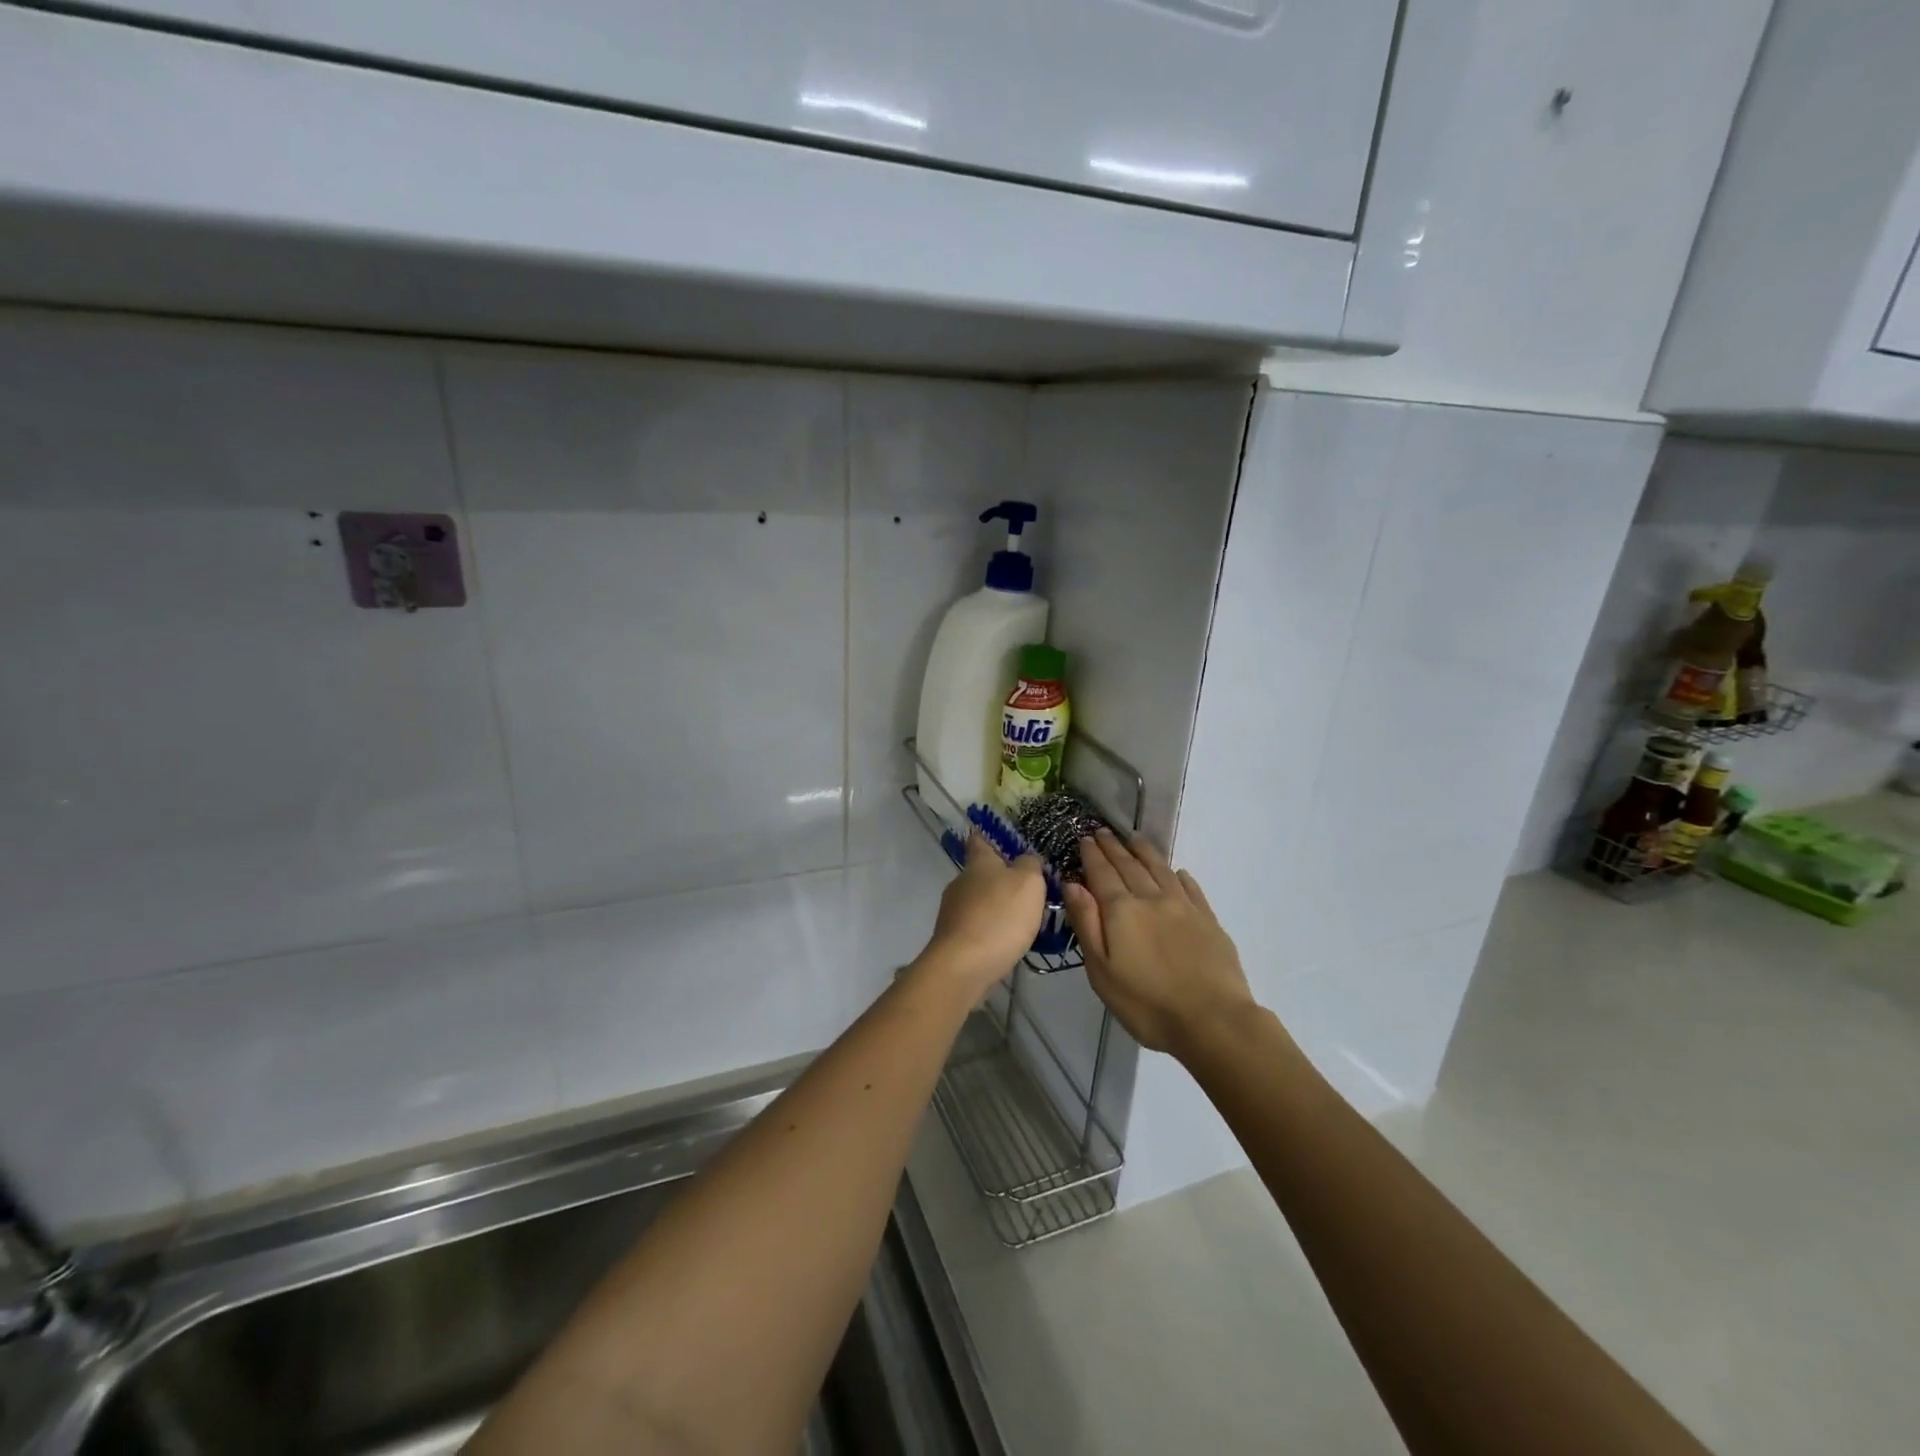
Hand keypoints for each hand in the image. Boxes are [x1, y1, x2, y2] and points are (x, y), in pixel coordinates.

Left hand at [921, 832, 1047, 1001]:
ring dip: (995, 906)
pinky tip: (1005, 940)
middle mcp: (960, 882)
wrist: (964, 965)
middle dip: (999, 878)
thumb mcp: (1028, 882)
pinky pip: (976, 926)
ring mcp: (952, 911)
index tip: (997, 837)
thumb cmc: (1000, 916)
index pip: (979, 840)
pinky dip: (990, 929)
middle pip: (979, 873)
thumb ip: (1030, 865)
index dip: (988, 837)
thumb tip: (1025, 858)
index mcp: (978, 863)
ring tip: (1021, 918)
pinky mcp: (952, 938)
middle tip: (1026, 887)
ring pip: (977, 901)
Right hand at [1062, 830, 1255, 1055]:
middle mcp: (1151, 898)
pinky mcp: (1208, 920)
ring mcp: (1183, 907)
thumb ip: (1086, 923)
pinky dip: (1179, 876)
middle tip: (1103, 831)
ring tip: (1135, 839)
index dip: (1092, 855)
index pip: (1102, 873)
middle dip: (1114, 847)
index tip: (1085, 837)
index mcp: (1121, 910)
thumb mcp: (1101, 970)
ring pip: (1160, 869)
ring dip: (1144, 852)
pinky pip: (1190, 888)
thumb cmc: (1147, 1003)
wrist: (1213, 1020)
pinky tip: (1177, 872)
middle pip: (1129, 866)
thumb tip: (1072, 883)